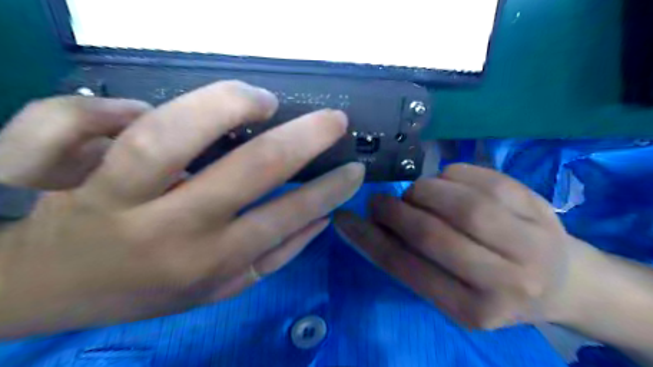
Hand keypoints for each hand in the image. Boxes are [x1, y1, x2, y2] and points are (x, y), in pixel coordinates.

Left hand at [1, 81, 364, 338]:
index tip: (354, 167)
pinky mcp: (60, 171)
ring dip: (224, 104)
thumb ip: (275, 256)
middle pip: (248, 169)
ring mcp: (112, 196)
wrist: (55, 289)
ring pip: (167, 135)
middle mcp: (170, 229)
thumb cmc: (150, 288)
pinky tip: (140, 105)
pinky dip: (111, 104)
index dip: (328, 190)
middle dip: (303, 139)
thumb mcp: (221, 289)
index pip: (286, 217)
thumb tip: (322, 218)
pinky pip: (74, 122)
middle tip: (334, 119)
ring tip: (260, 99)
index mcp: (210, 260)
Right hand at [334, 164, 590, 329]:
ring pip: (461, 203)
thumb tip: (374, 227)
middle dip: (394, 212)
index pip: (407, 269)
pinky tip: (446, 181)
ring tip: (415, 194)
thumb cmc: (496, 291)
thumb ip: (414, 264)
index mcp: (473, 310)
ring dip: (423, 190)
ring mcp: (529, 241)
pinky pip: (484, 179)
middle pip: (432, 234)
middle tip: (379, 202)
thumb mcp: (453, 294)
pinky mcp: (539, 207)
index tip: (344, 219)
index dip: (368, 240)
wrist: (565, 282)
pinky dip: (452, 174)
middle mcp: (505, 281)